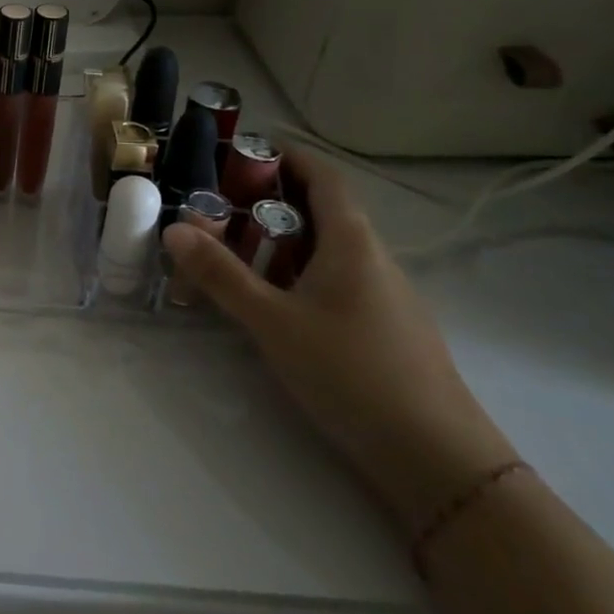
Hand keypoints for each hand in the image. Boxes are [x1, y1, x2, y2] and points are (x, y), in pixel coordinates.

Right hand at [162, 149, 517, 532]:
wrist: (438, 461)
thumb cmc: (352, 373)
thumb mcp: (272, 321)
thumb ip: (220, 274)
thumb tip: (174, 228)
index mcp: (353, 244)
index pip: (324, 177)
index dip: (286, 156)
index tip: (240, 151)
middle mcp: (374, 260)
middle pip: (321, 212)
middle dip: (266, 202)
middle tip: (213, 209)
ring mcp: (385, 297)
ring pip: (326, 251)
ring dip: (278, 242)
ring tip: (229, 254)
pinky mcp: (384, 330)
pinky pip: (334, 282)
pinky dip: (296, 274)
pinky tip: (269, 303)